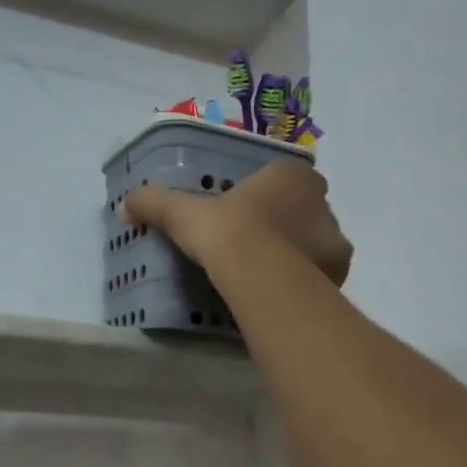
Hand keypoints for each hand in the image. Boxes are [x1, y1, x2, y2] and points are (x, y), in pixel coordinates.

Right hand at [123, 161, 352, 285]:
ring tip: (271, 273)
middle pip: (305, 209)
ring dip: (300, 252)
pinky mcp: (340, 270)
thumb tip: (126, 204)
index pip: (285, 178)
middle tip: (258, 245)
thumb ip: (156, 204)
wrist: (260, 274)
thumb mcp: (184, 214)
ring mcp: (335, 235)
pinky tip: (286, 291)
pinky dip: (310, 279)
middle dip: (287, 224)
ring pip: (318, 240)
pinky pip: (324, 271)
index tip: (248, 214)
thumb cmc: (227, 232)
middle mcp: (321, 200)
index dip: (268, 194)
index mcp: (290, 175)